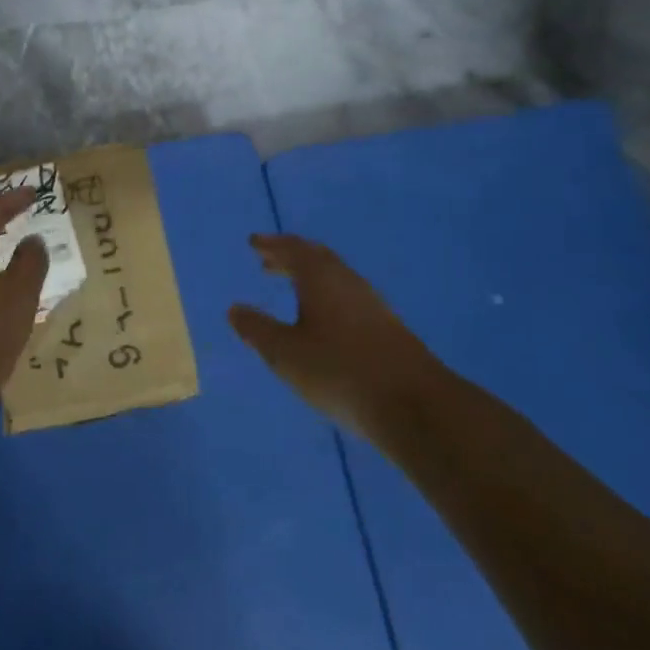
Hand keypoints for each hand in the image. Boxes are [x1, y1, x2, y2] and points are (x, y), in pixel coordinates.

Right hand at [228, 235, 446, 450]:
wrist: (415, 406)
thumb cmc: (339, 371)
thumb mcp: (285, 353)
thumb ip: (257, 329)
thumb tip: (234, 309)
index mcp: (321, 278)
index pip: (293, 249)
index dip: (271, 245)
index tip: (254, 242)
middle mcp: (348, 282)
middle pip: (317, 258)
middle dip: (291, 257)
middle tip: (268, 261)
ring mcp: (372, 305)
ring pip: (335, 277)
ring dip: (310, 276)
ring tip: (292, 286)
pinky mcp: (387, 328)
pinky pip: (348, 296)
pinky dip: (327, 295)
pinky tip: (323, 318)